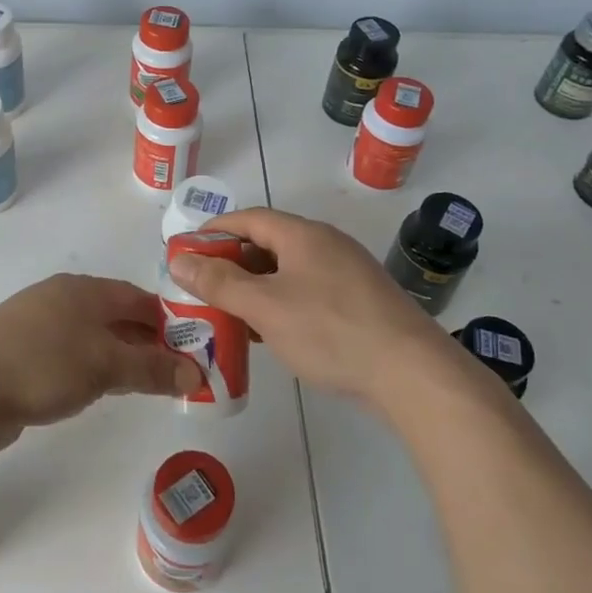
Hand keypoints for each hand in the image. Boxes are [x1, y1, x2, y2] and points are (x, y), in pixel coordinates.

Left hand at [0, 274, 202, 454]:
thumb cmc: (41, 365)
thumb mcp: (105, 366)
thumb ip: (151, 368)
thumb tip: (197, 373)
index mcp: (84, 290)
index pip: (139, 299)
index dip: (170, 321)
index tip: (196, 348)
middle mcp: (63, 299)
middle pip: (118, 316)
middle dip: (149, 342)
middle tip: (179, 372)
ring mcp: (39, 326)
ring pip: (94, 337)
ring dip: (122, 358)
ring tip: (149, 385)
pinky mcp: (23, 353)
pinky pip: (72, 356)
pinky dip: (94, 369)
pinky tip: (102, 391)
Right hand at [167, 207, 465, 406]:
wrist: (412, 373)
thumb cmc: (330, 330)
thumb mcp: (265, 306)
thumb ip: (219, 282)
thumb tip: (179, 259)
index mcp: (304, 235)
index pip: (250, 218)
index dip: (215, 230)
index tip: (187, 248)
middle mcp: (327, 245)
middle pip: (269, 243)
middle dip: (232, 262)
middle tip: (203, 285)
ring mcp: (348, 274)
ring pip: (289, 271)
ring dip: (256, 286)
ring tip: (229, 311)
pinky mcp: (360, 303)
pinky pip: (308, 292)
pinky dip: (281, 303)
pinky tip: (270, 332)